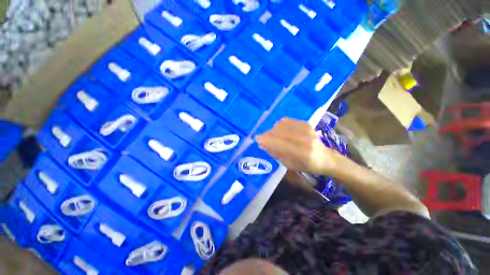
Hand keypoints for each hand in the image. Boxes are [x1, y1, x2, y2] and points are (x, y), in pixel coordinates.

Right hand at [256, 118, 336, 174]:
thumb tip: (262, 144)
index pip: (279, 143)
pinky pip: (286, 121)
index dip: (266, 140)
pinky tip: (281, 131)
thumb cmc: (305, 165)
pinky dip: (279, 126)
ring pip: (280, 125)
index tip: (257, 140)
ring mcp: (306, 129)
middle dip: (268, 135)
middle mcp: (304, 139)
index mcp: (302, 154)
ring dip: (273, 130)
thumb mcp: (288, 164)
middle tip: (264, 139)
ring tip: (275, 136)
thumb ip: (275, 153)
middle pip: (278, 132)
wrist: (324, 157)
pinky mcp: (305, 123)